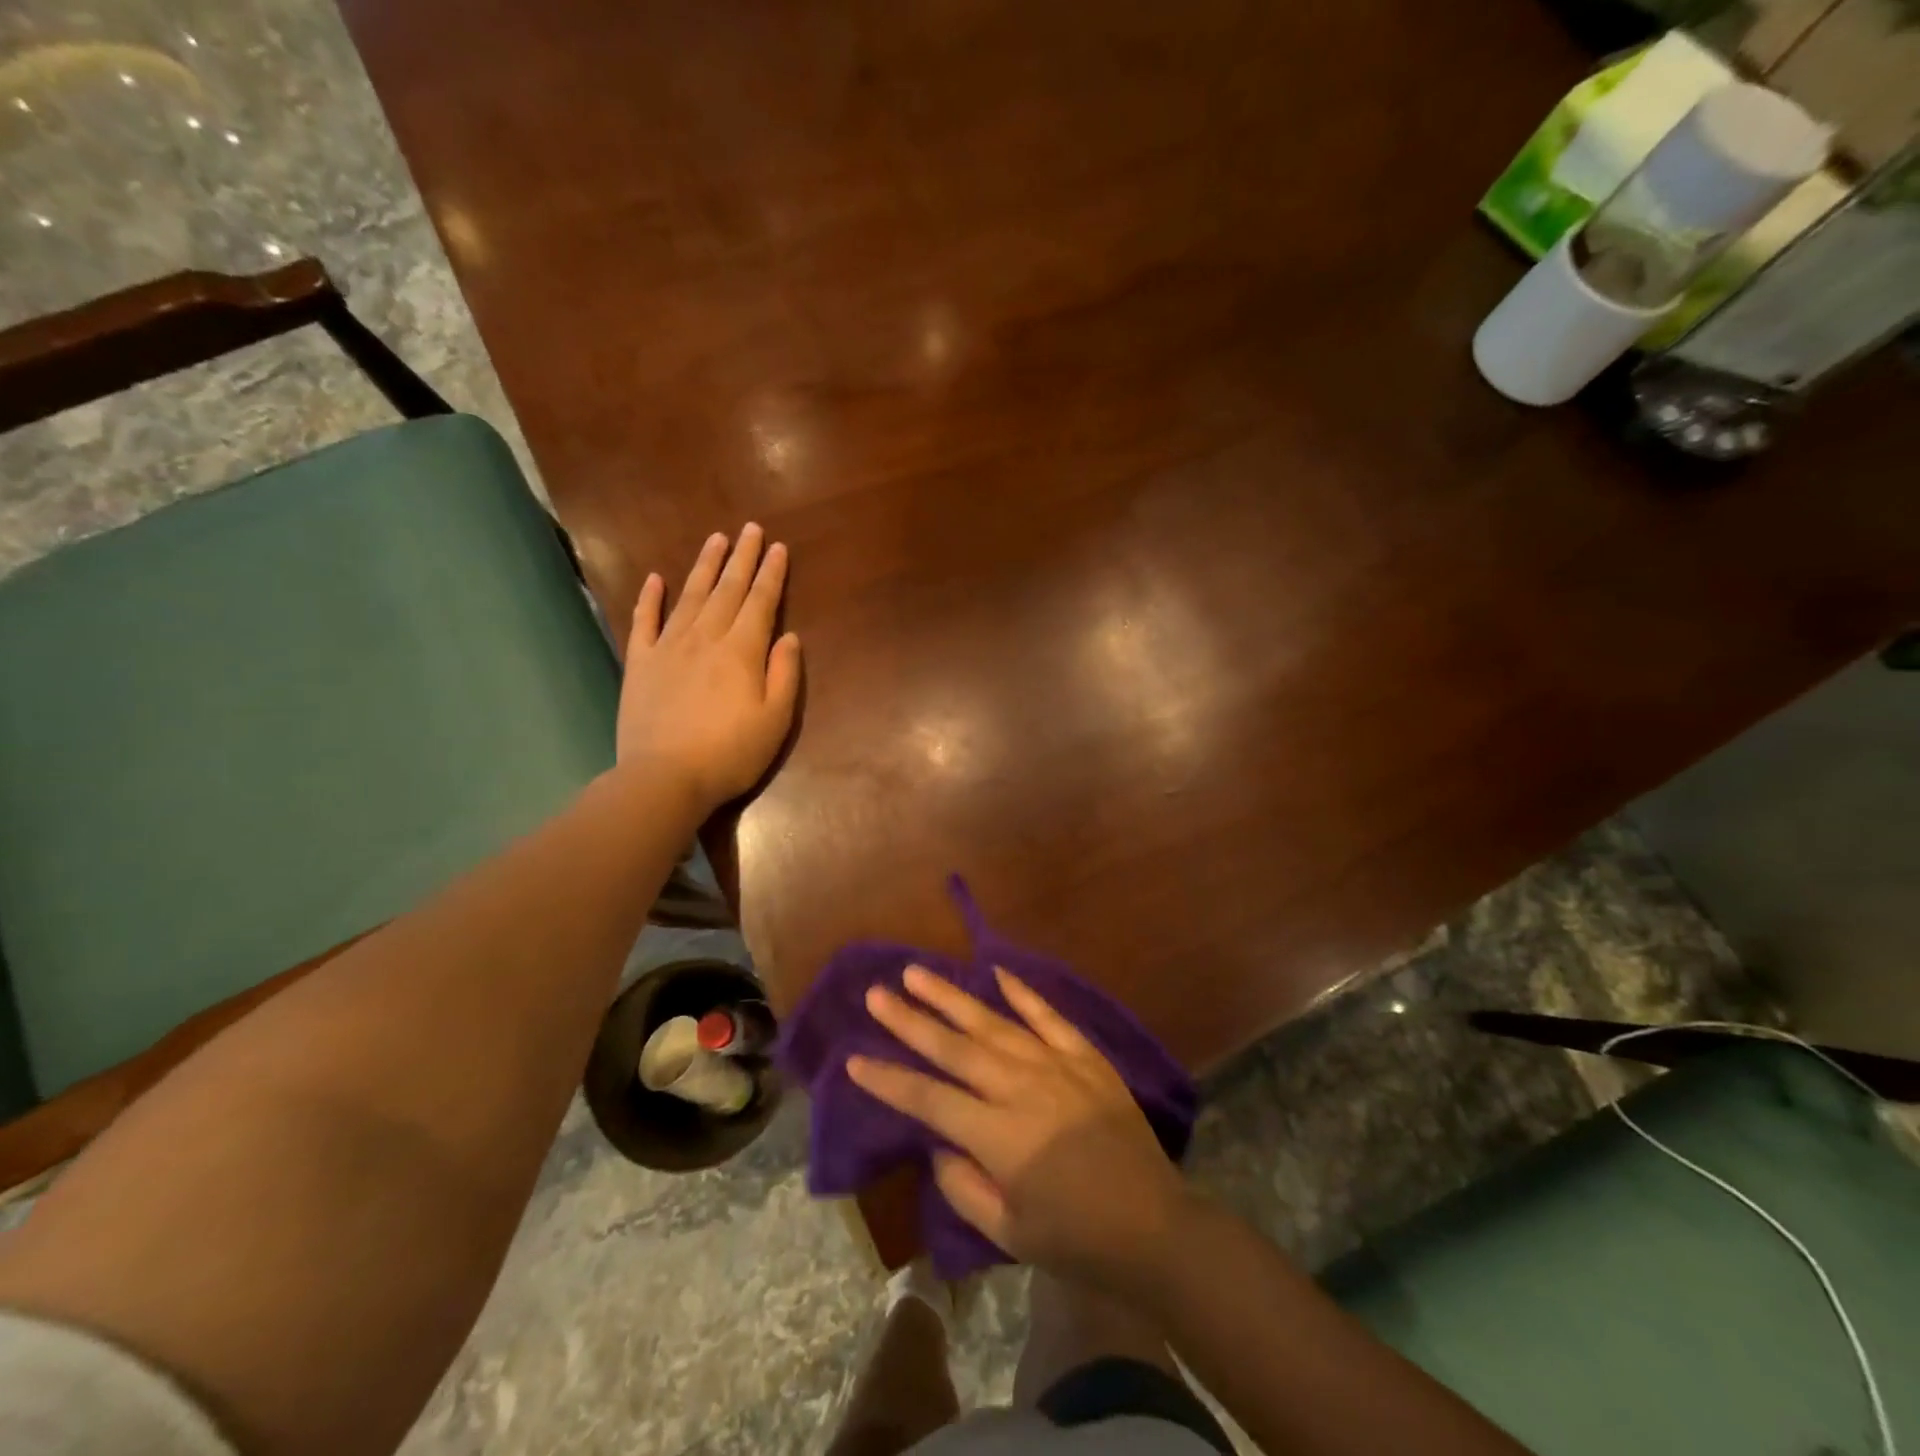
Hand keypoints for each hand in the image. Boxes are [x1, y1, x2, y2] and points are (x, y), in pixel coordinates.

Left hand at [617, 524, 801, 812]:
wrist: (664, 778)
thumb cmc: (730, 754)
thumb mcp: (775, 721)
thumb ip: (784, 675)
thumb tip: (789, 636)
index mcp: (742, 651)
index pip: (760, 602)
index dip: (771, 574)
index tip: (777, 547)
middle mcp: (705, 638)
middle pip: (727, 589)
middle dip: (742, 558)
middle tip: (750, 529)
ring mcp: (668, 647)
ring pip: (690, 596)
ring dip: (705, 566)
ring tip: (716, 540)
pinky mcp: (640, 663)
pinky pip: (644, 621)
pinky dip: (650, 598)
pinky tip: (656, 578)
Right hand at [848, 966, 1192, 1290]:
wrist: (1155, 1225)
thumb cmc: (1077, 1238)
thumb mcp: (1008, 1232)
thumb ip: (963, 1186)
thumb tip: (938, 1144)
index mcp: (998, 1134)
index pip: (929, 1100)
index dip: (889, 1080)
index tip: (854, 1059)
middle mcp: (1020, 1087)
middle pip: (954, 1047)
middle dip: (910, 1020)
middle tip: (877, 993)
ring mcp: (1055, 1064)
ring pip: (993, 1022)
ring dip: (952, 997)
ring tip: (918, 972)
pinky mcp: (1086, 1056)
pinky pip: (1048, 1017)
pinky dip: (1022, 993)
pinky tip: (998, 972)